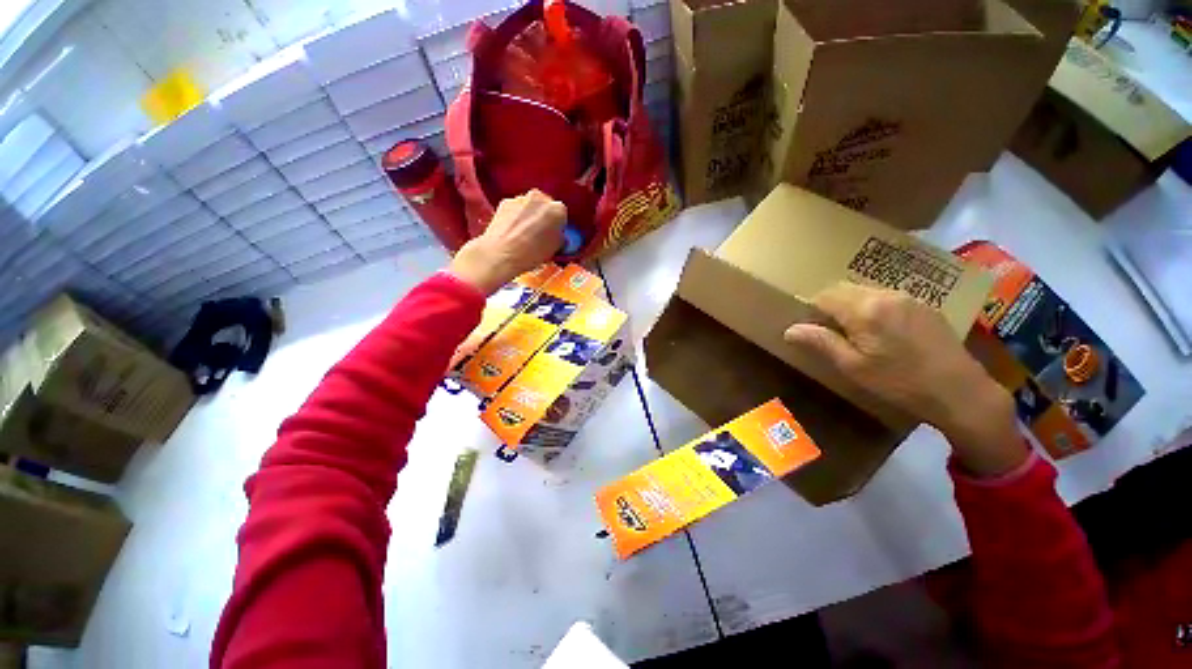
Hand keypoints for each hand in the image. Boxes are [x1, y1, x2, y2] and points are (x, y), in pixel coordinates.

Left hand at [449, 190, 565, 294]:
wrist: (501, 254)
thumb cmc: (532, 253)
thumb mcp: (555, 249)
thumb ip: (560, 237)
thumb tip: (558, 236)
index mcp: (557, 209)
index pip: (562, 215)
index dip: (559, 226)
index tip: (554, 235)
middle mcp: (540, 197)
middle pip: (545, 206)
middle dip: (544, 217)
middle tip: (540, 234)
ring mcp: (520, 198)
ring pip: (529, 206)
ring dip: (529, 216)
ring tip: (524, 235)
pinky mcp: (504, 202)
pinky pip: (515, 209)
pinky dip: (515, 217)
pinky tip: (512, 232)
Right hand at [783, 282, 1026, 477]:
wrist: (961, 392)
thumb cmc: (900, 383)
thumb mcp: (853, 367)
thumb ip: (821, 343)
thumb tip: (790, 330)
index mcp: (865, 309)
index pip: (824, 295)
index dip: (810, 309)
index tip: (810, 329)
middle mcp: (885, 295)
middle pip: (843, 288)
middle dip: (829, 304)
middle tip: (828, 331)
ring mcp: (908, 297)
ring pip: (864, 291)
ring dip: (850, 304)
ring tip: (854, 332)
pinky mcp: (924, 305)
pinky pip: (885, 296)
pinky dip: (872, 306)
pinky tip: (881, 331)